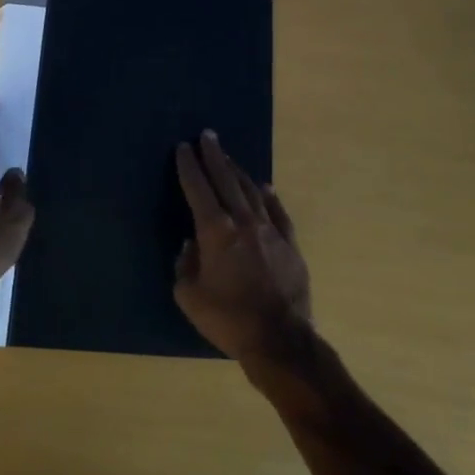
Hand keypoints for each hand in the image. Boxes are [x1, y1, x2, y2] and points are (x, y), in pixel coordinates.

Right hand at [174, 130, 312, 366]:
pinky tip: (264, 187)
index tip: (184, 147)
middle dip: (215, 156)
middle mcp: (243, 221)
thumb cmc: (228, 319)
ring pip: (251, 191)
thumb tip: (191, 246)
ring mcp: (270, 230)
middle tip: (208, 135)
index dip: (189, 166)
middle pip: (226, 180)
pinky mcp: (290, 244)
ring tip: (228, 156)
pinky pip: (278, 212)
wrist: (280, 339)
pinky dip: (269, 196)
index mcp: (216, 231)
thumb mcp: (190, 297)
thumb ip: (185, 265)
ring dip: (237, 171)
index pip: (198, 189)